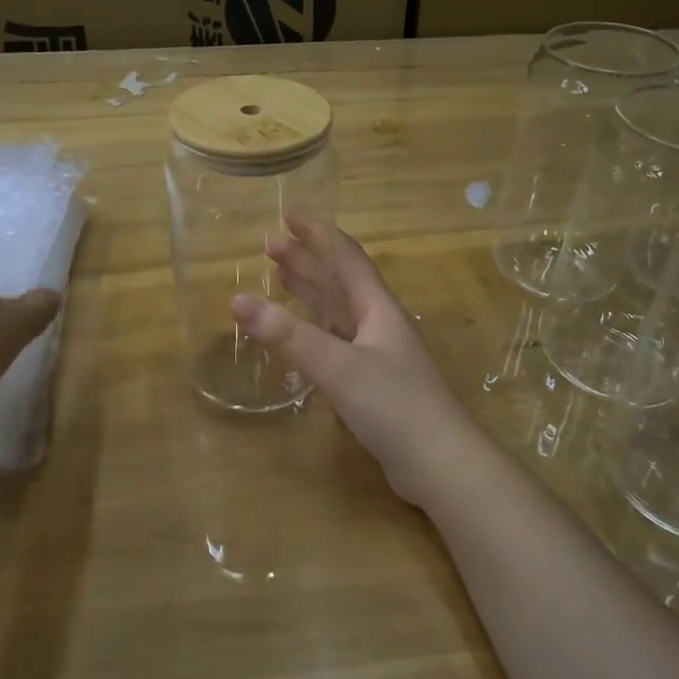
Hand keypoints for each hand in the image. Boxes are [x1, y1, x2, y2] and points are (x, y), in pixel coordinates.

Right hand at [230, 212, 481, 502]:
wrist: (441, 465)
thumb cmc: (395, 406)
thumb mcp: (338, 367)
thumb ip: (289, 336)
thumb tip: (238, 300)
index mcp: (377, 309)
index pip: (345, 258)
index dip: (318, 233)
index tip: (289, 214)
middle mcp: (378, 324)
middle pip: (339, 282)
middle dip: (306, 261)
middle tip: (270, 244)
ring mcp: (377, 354)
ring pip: (337, 312)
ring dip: (310, 292)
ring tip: (280, 275)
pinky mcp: (372, 383)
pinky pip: (336, 342)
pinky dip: (313, 330)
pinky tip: (300, 335)